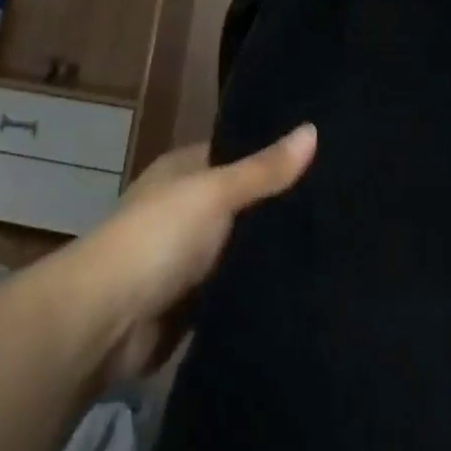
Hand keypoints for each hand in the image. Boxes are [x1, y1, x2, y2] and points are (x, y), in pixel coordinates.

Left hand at [69, 125, 316, 381]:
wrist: (107, 321)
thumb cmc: (158, 236)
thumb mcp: (215, 192)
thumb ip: (263, 170)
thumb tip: (313, 129)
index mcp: (185, 170)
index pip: (238, 154)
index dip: (274, 156)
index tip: (325, 158)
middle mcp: (187, 208)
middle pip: (243, 204)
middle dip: (279, 209)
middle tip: (344, 207)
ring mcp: (189, 259)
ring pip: (241, 250)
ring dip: (270, 254)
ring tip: (337, 247)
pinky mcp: (194, 306)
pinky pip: (235, 291)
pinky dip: (257, 292)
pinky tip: (303, 291)